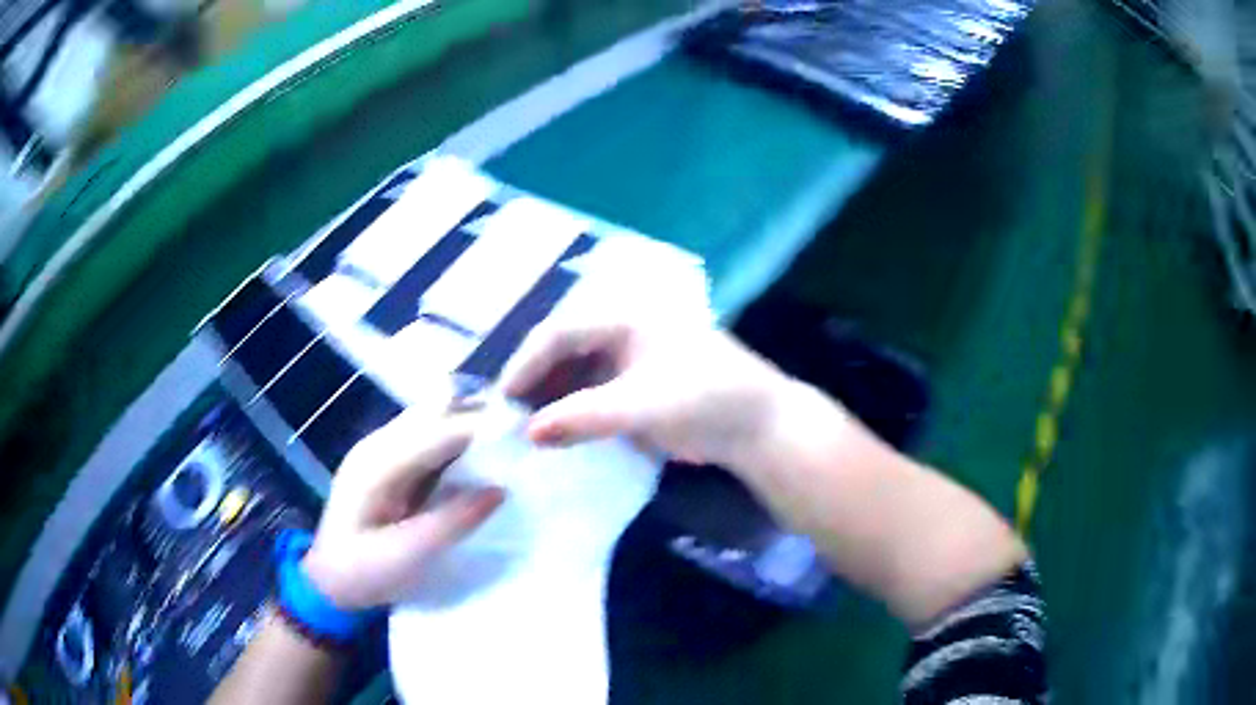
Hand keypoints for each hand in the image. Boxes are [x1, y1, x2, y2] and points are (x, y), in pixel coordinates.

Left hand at [301, 402, 503, 609]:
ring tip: (510, 443)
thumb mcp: (406, 557)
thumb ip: (451, 522)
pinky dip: (458, 441)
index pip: (436, 431)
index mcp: (376, 465)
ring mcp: (381, 451)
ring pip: (432, 418)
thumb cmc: (362, 573)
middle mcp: (378, 445)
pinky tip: (482, 458)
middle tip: (522, 435)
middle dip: (478, 415)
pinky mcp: (389, 464)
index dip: (481, 428)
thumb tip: (500, 490)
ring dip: (469, 425)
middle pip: (433, 410)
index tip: (526, 433)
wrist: (328, 582)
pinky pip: (429, 439)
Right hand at [501, 314, 791, 468]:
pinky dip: (575, 407)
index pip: (560, 331)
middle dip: (536, 379)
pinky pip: (595, 388)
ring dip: (553, 395)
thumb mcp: (642, 407)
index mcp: (627, 315)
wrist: (762, 426)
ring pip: (578, 369)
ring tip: (530, 426)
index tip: (502, 400)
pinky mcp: (642, 381)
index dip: (526, 363)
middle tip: (510, 415)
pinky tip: (562, 428)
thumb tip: (528, 433)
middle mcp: (626, 327)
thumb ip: (581, 417)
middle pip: (565, 347)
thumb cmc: (707, 402)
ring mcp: (634, 354)